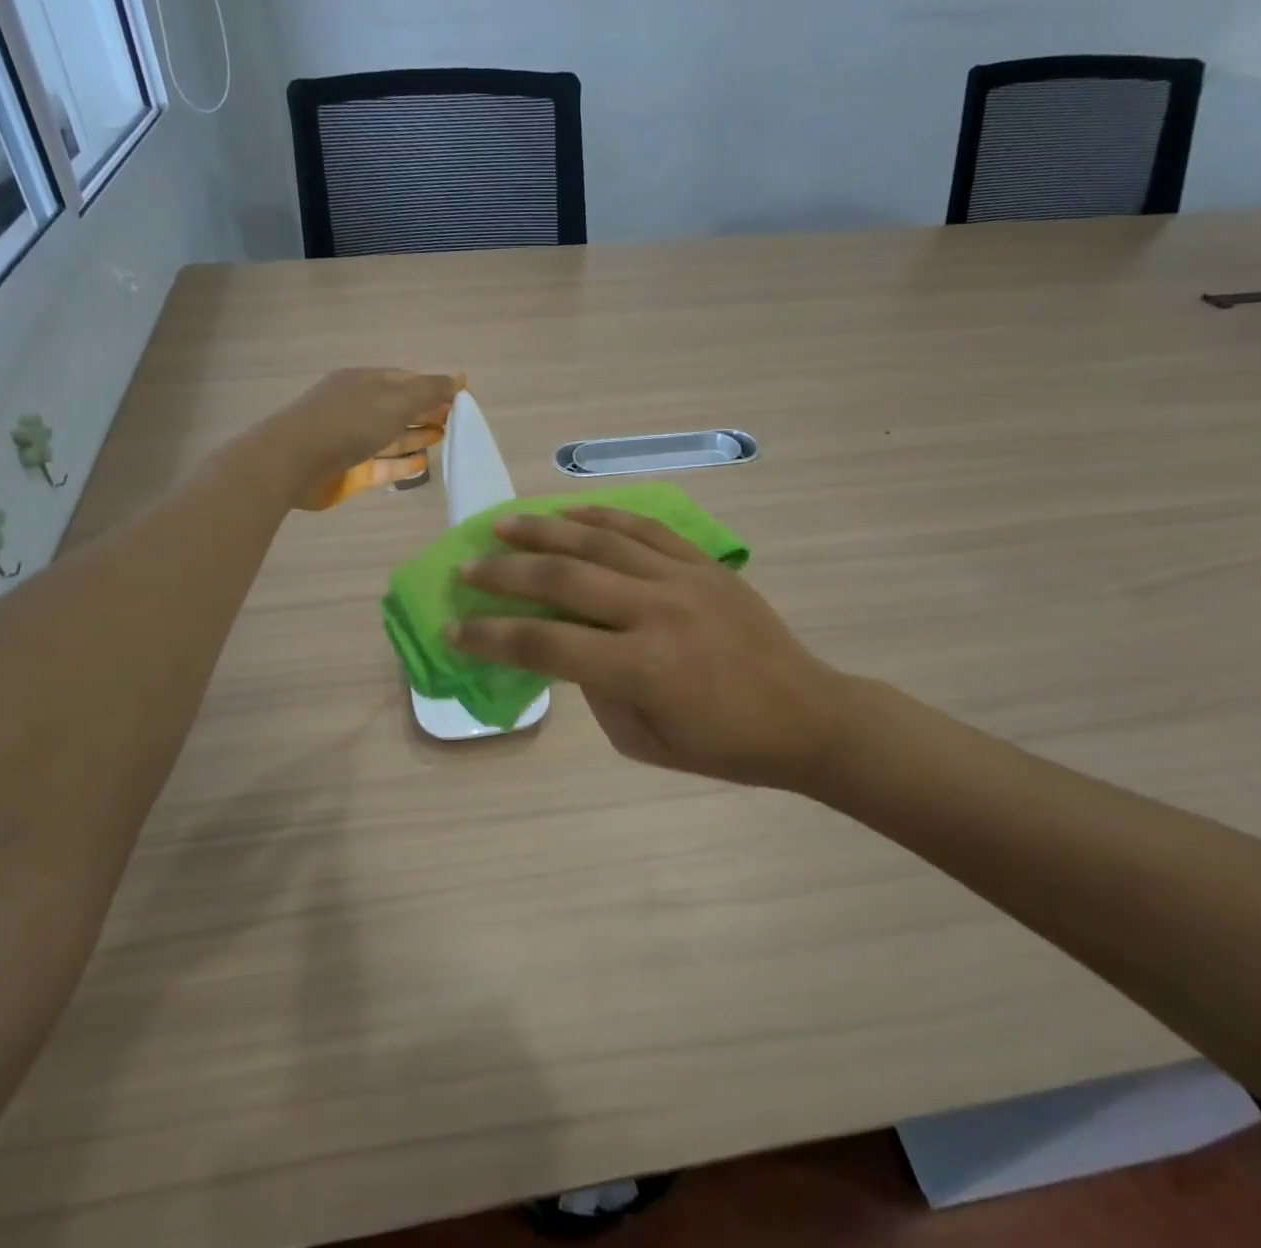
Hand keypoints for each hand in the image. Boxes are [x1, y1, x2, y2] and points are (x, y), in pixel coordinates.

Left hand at [273, 368, 464, 510]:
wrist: (297, 461)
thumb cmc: (350, 420)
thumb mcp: (396, 399)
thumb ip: (430, 390)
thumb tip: (461, 377)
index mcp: (365, 382)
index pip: (406, 380)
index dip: (433, 387)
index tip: (460, 399)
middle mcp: (358, 407)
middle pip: (399, 408)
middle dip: (427, 412)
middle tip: (457, 422)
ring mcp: (352, 440)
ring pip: (391, 437)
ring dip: (417, 436)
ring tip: (445, 439)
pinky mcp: (350, 470)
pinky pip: (382, 464)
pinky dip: (403, 463)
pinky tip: (423, 464)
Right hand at [450, 508, 853, 792]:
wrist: (806, 715)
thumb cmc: (723, 745)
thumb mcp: (643, 742)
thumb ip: (595, 690)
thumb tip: (567, 644)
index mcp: (640, 668)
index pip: (545, 643)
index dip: (491, 636)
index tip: (455, 628)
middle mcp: (655, 612)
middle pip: (564, 579)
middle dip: (506, 573)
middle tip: (468, 568)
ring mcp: (682, 579)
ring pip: (600, 540)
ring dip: (545, 530)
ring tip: (505, 525)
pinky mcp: (704, 563)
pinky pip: (645, 528)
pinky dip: (601, 517)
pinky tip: (569, 515)